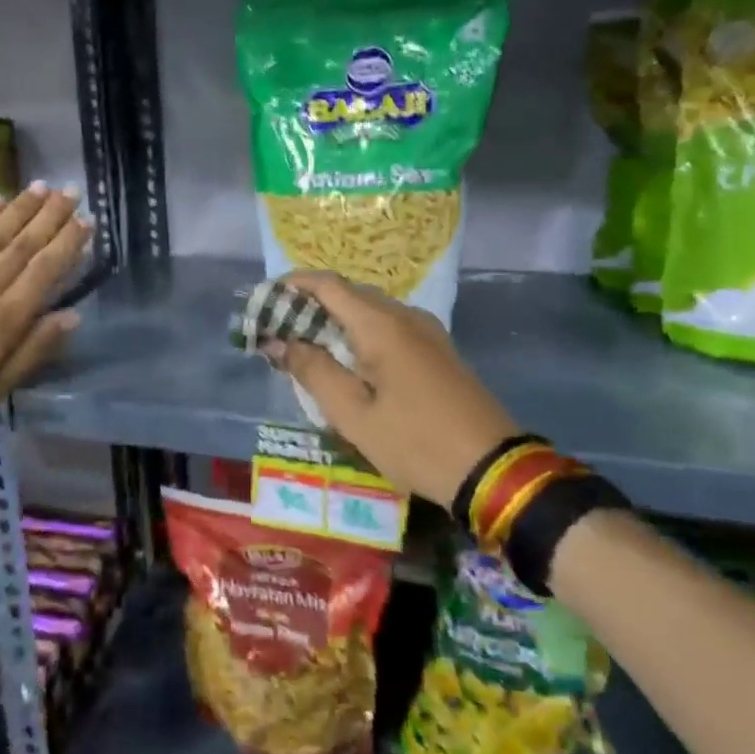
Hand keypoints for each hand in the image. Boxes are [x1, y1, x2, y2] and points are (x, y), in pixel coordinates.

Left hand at [0, 183, 89, 442]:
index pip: (45, 271)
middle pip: (22, 245)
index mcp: (5, 320)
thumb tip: (71, 315)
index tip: (86, 220)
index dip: (68, 243)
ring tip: (41, 187)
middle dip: (49, 216)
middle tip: (70, 191)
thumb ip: (35, 348)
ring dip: (19, 209)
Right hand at [262, 271, 519, 502]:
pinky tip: (346, 359)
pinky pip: (388, 326)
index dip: (291, 286)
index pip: (327, 284)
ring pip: (369, 309)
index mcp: (381, 325)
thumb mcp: (352, 414)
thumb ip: (312, 371)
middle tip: (277, 330)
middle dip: (308, 304)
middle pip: (348, 293)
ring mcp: (426, 331)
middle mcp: (405, 316)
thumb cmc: (414, 442)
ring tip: (304, 345)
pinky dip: (358, 332)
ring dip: (334, 319)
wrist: (492, 469)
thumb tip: (278, 341)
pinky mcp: (437, 350)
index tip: (262, 301)